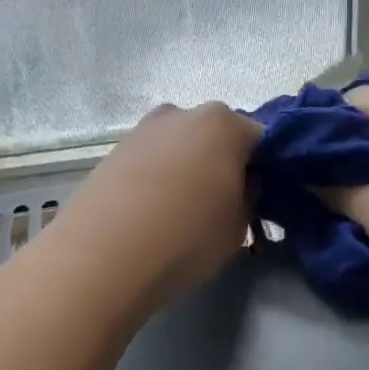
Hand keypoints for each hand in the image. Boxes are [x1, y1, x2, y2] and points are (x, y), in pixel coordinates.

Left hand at [53, 102, 261, 304]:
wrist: (103, 255)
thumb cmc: (186, 238)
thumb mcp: (238, 226)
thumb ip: (248, 195)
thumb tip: (242, 182)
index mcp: (223, 124)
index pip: (261, 139)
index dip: (265, 168)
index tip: (260, 197)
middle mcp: (182, 114)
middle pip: (215, 136)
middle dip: (222, 163)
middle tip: (221, 204)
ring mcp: (142, 129)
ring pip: (179, 146)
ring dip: (186, 169)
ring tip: (180, 212)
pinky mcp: (112, 151)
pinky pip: (150, 160)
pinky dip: (156, 177)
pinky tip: (151, 212)